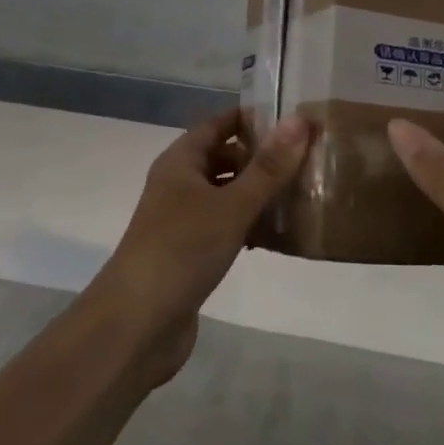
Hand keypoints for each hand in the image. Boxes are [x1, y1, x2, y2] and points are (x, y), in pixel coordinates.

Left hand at [91, 111, 310, 386]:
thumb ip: (268, 167)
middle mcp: (180, 184)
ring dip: (259, 193)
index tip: (294, 118)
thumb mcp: (231, 205)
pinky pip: (227, 226)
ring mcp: (183, 221)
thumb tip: (299, 120)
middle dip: (262, 157)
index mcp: (181, 161)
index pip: (219, 124)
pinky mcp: (191, 254)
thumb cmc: (181, 251)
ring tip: (303, 193)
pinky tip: (280, 236)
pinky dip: (250, 225)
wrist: (136, 326)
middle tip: (307, 158)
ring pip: (228, 194)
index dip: (252, 118)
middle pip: (224, 158)